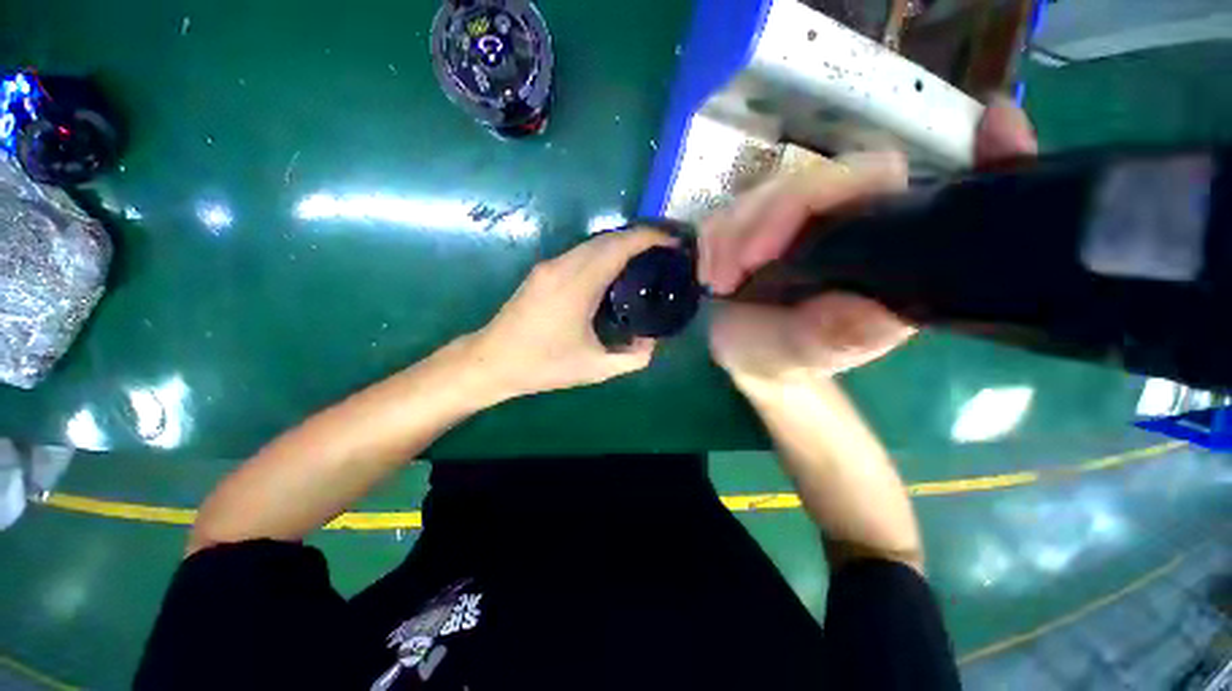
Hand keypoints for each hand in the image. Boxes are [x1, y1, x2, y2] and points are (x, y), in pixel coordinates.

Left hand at [466, 228, 676, 399]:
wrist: (492, 361)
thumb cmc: (543, 365)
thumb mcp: (595, 368)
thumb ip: (633, 358)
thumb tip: (653, 342)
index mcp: (578, 284)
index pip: (619, 246)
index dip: (649, 238)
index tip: (673, 242)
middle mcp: (563, 266)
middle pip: (608, 238)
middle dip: (639, 237)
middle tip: (664, 250)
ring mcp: (550, 266)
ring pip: (593, 243)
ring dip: (621, 244)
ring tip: (645, 258)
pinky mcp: (542, 272)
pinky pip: (580, 253)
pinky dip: (603, 253)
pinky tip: (614, 271)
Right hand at [701, 97, 1038, 388]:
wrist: (747, 353)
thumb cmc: (783, 357)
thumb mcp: (803, 356)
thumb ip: (834, 338)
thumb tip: (875, 311)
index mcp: (885, 250)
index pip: (914, 190)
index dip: (970, 156)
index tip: (995, 122)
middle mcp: (849, 221)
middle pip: (819, 182)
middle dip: (769, 220)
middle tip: (738, 269)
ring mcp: (798, 218)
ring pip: (765, 193)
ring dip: (732, 236)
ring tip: (720, 281)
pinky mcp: (757, 221)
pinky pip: (730, 211)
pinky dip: (715, 241)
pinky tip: (712, 273)